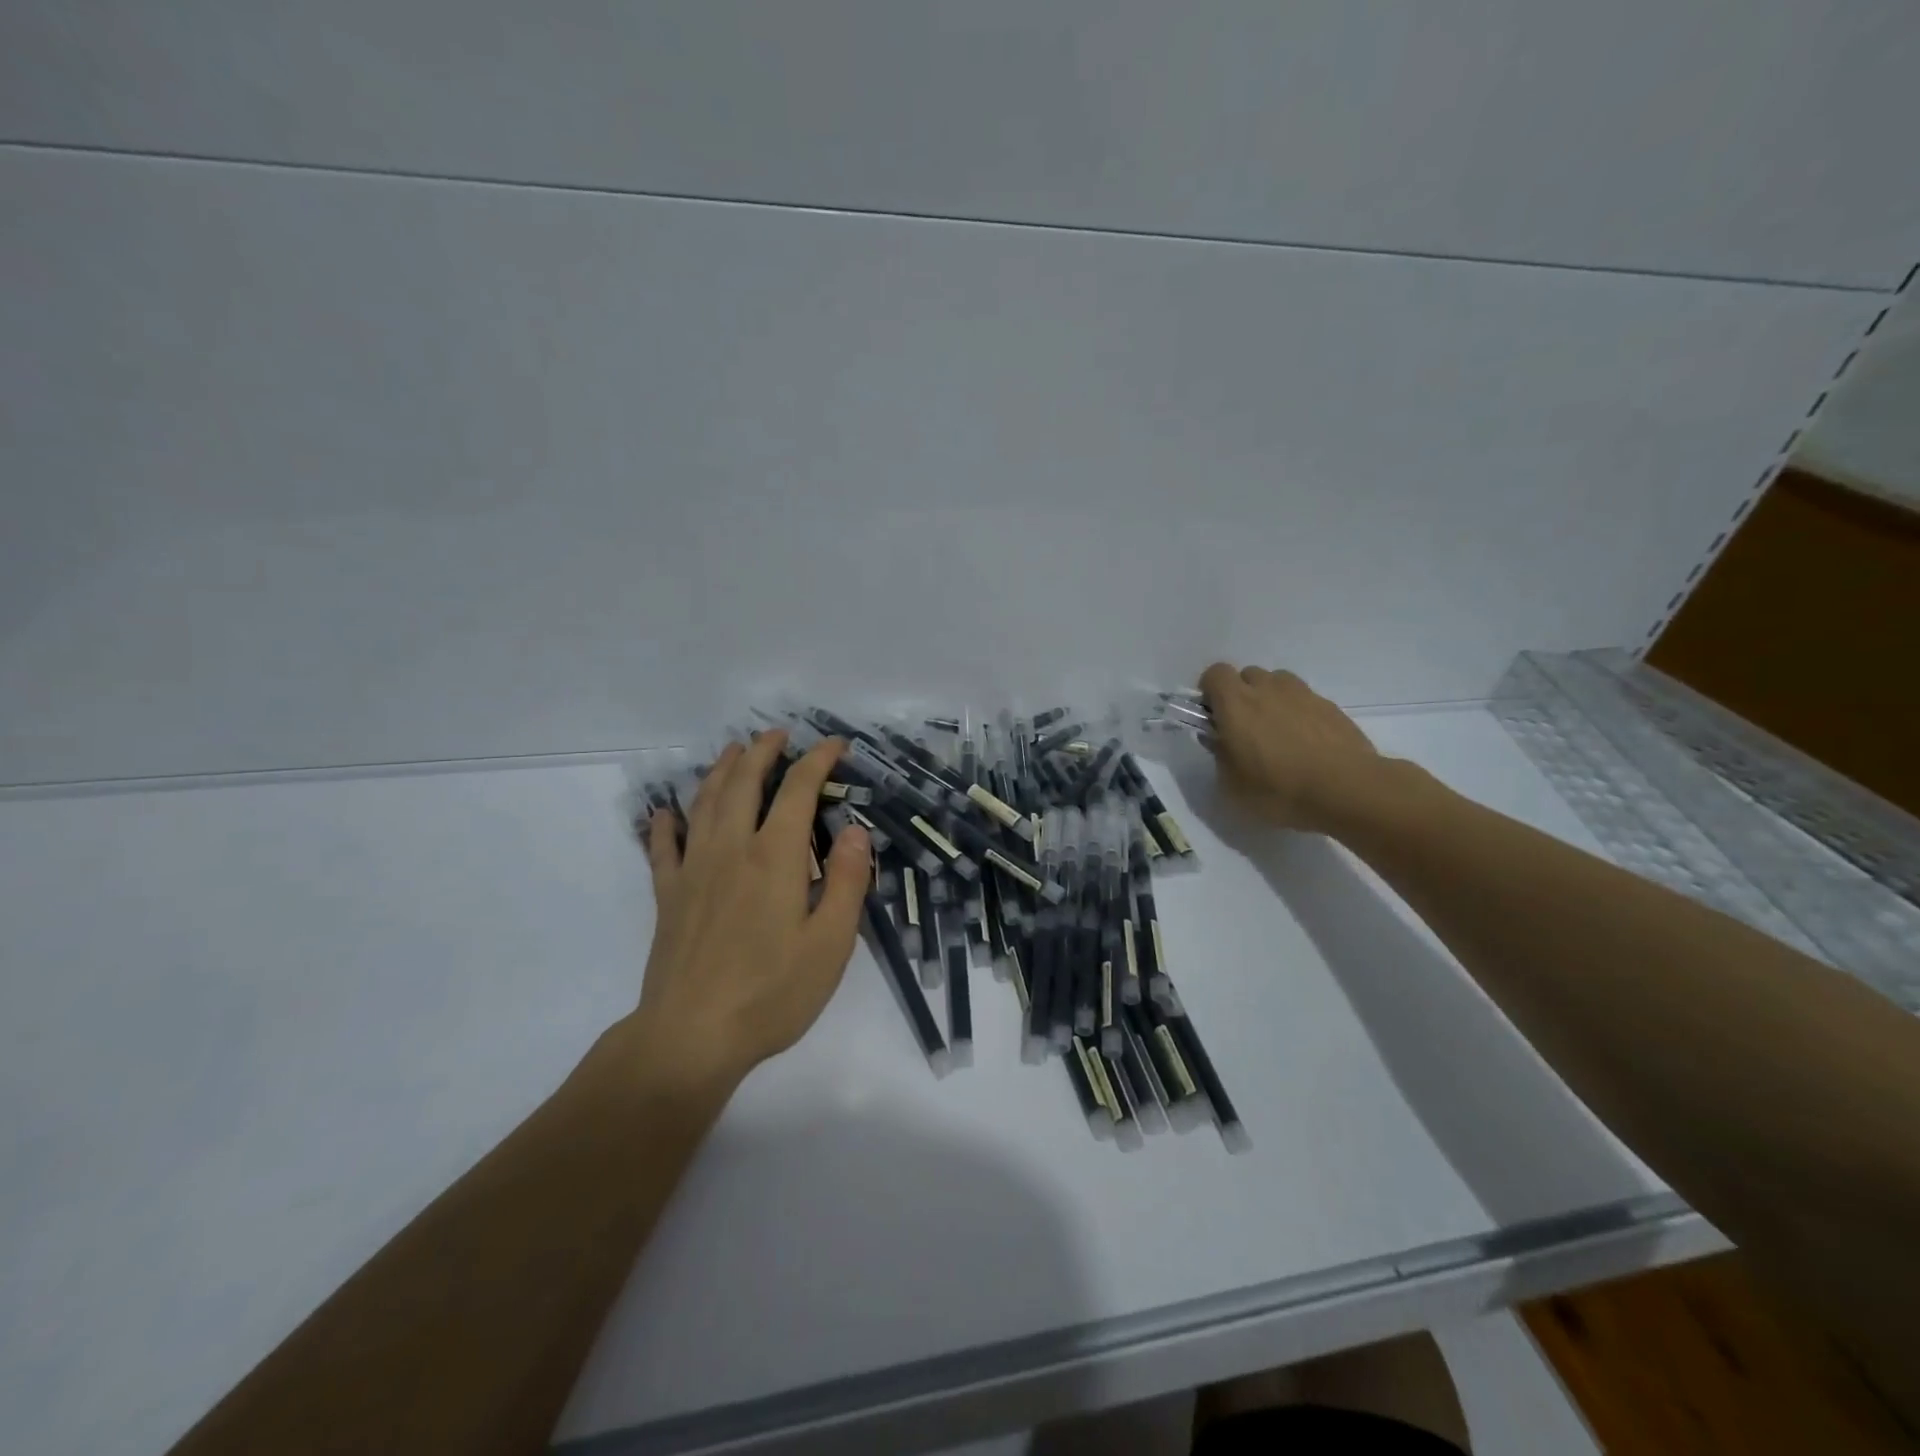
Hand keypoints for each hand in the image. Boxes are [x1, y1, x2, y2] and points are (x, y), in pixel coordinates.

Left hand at [610, 730, 871, 1097]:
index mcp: (774, 857)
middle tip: (778, 734)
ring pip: (704, 803)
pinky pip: (663, 847)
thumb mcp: (831, 943)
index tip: (835, 746)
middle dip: (762, 751)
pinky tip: (667, 812)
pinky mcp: (667, 896)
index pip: (797, 790)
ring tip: (732, 752)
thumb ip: (847, 881)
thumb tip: (857, 831)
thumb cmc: (772, 993)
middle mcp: (730, 849)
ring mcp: (693, 870)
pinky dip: (665, 823)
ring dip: (720, 771)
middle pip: (743, 783)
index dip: (818, 760)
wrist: (691, 1036)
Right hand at [1198, 663, 1385, 833]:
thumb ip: (1219, 755)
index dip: (1210, 691)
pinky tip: (1305, 743)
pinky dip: (1298, 713)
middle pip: (1247, 675)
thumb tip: (1220, 740)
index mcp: (1235, 703)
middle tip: (1244, 728)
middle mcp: (1267, 689)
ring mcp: (1302, 694)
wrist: (1346, 789)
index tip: (1213, 716)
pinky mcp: (1330, 706)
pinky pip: (1304, 700)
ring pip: (1277, 683)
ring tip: (1277, 732)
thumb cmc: (1278, 789)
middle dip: (1241, 695)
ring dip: (1270, 699)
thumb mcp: (1231, 785)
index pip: (1215, 673)